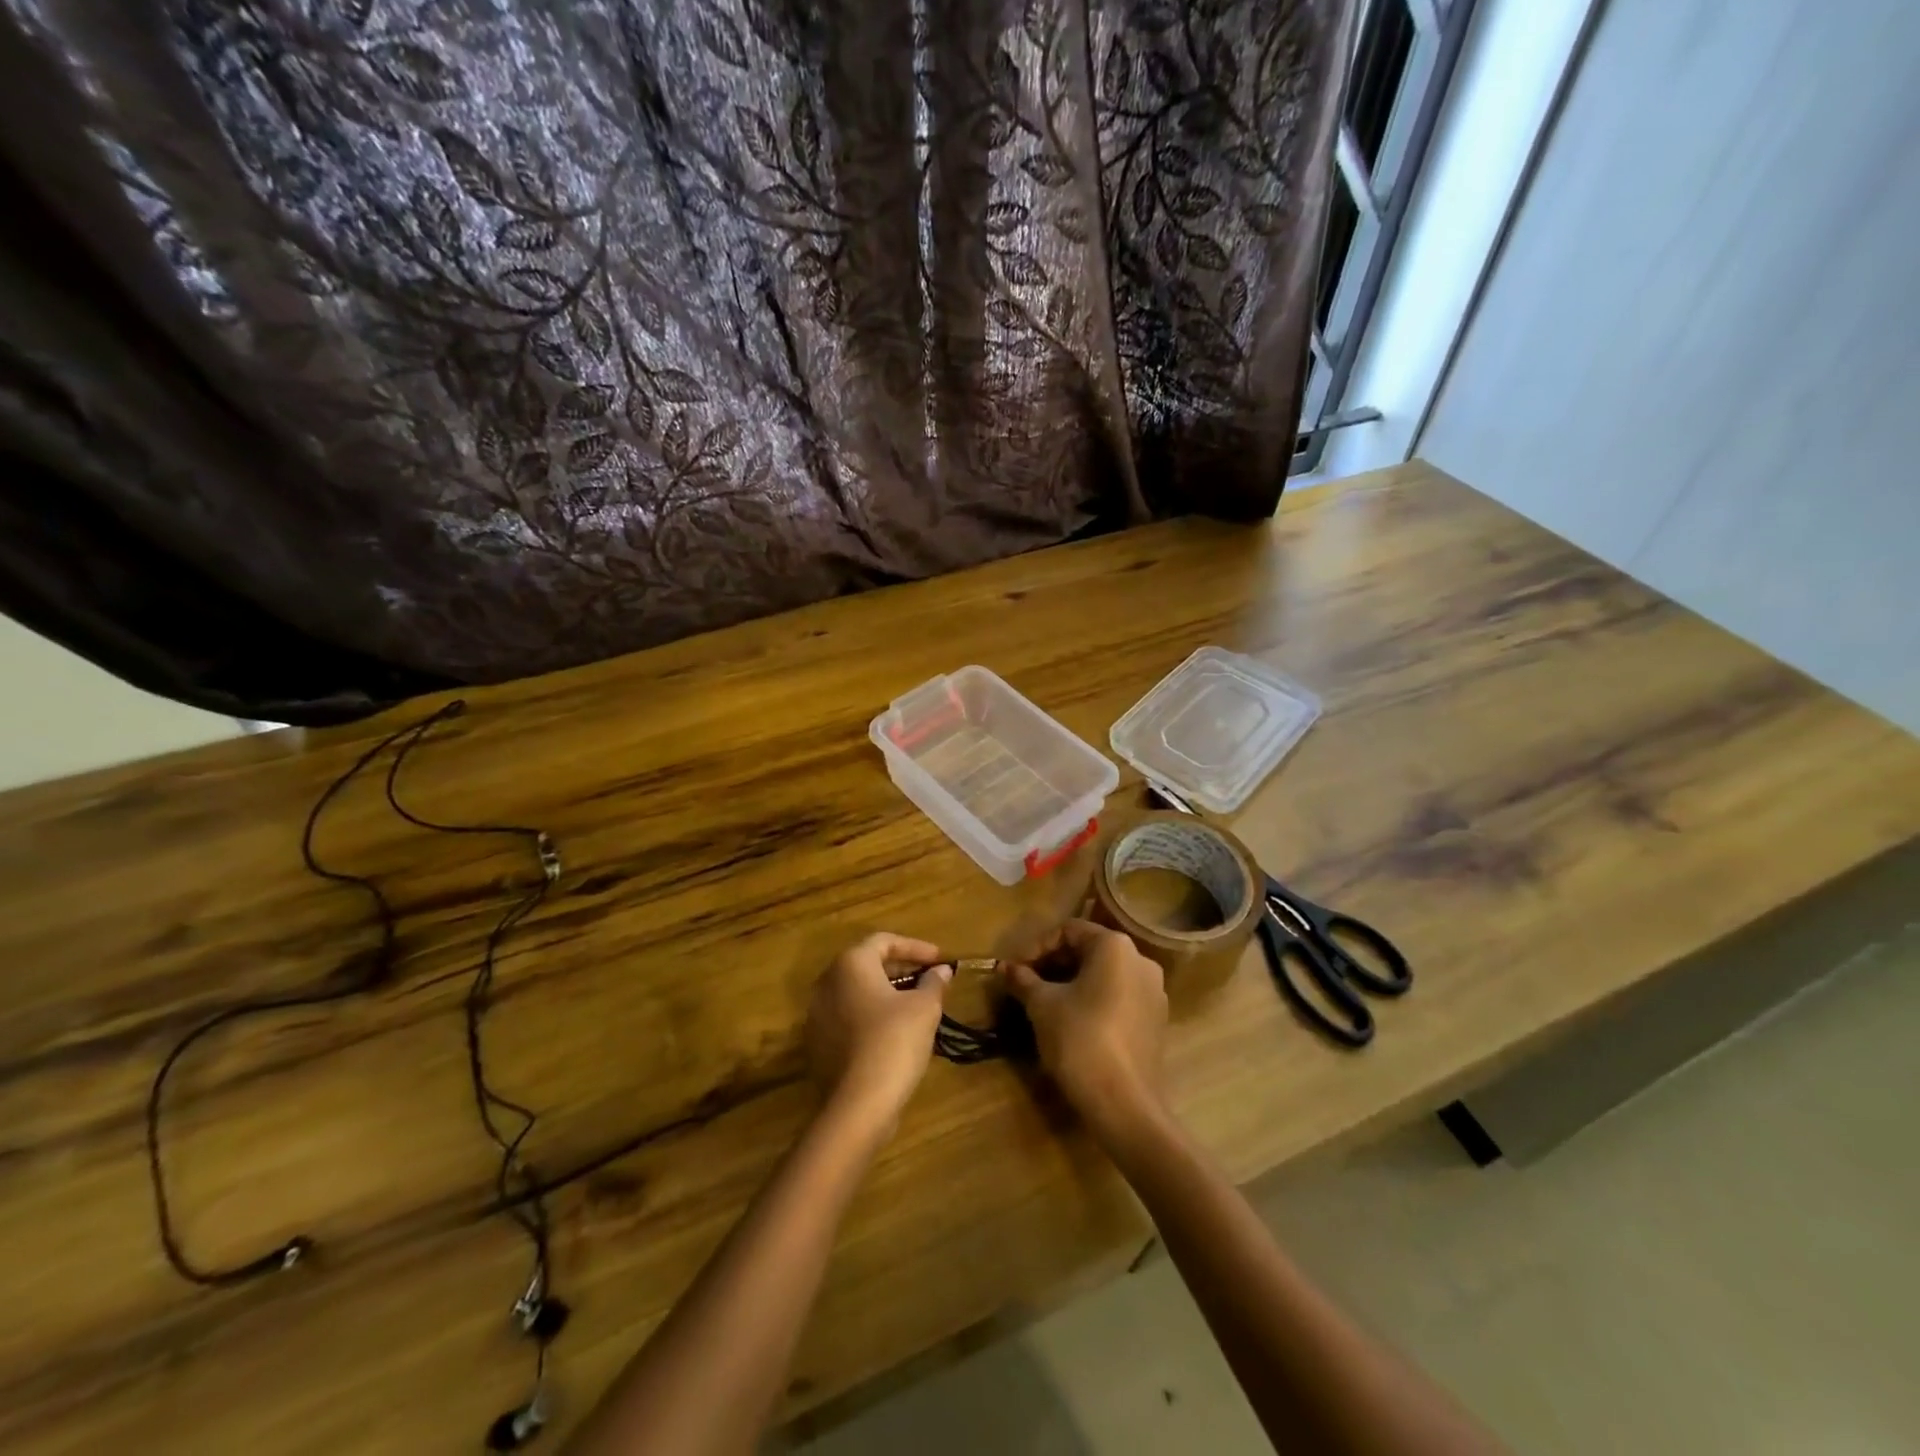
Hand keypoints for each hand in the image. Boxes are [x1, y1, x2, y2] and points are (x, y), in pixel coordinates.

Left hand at [805, 933, 951, 1134]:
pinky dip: (872, 1015)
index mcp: (851, 964)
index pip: (885, 941)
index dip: (915, 947)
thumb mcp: (925, 1007)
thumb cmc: (895, 1041)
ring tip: (916, 1004)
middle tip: (929, 979)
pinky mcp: (818, 1042)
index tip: (939, 959)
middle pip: (868, 964)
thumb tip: (942, 970)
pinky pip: (848, 1016)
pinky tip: (895, 1031)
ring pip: (857, 992)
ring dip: (887, 993)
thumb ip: (934, 982)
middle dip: (902, 969)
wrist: (859, 1103)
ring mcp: (818, 1014)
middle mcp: (828, 982)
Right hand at [1005, 920, 1168, 1144]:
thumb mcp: (1042, 1006)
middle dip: (1053, 965)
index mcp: (1115, 947)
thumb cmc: (1080, 1040)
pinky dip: (1093, 1001)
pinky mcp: (1155, 1021)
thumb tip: (1004, 967)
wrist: (1124, 1104)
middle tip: (1025, 985)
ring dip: (1071, 983)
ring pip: (1104, 975)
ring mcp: (1153, 992)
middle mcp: (1140, 961)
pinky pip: (1118, 997)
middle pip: (1089, 950)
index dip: (1036, 947)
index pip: (1069, 931)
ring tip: (1043, 1003)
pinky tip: (1071, 1022)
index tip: (1015, 970)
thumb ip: (1023, 980)